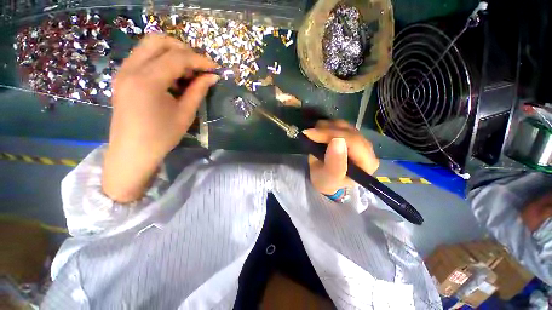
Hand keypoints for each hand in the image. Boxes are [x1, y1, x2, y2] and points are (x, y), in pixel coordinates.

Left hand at [102, 34, 218, 202]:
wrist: (132, 152)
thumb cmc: (161, 136)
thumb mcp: (185, 114)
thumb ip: (198, 90)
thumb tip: (212, 77)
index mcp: (147, 80)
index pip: (177, 57)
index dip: (200, 60)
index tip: (215, 68)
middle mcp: (131, 69)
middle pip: (158, 40)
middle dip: (183, 49)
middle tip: (199, 67)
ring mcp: (124, 71)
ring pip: (149, 46)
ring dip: (172, 54)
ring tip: (187, 74)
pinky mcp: (123, 77)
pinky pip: (143, 57)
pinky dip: (161, 61)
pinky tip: (172, 79)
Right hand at [303, 120, 378, 195]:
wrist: (324, 179)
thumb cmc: (326, 181)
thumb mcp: (328, 177)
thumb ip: (335, 163)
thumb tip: (338, 141)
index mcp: (367, 163)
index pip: (353, 142)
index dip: (332, 135)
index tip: (311, 134)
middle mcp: (367, 149)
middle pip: (349, 132)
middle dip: (326, 131)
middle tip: (308, 133)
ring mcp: (359, 140)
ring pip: (344, 125)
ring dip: (326, 127)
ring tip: (313, 133)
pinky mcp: (351, 135)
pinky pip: (340, 125)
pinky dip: (327, 126)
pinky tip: (319, 131)